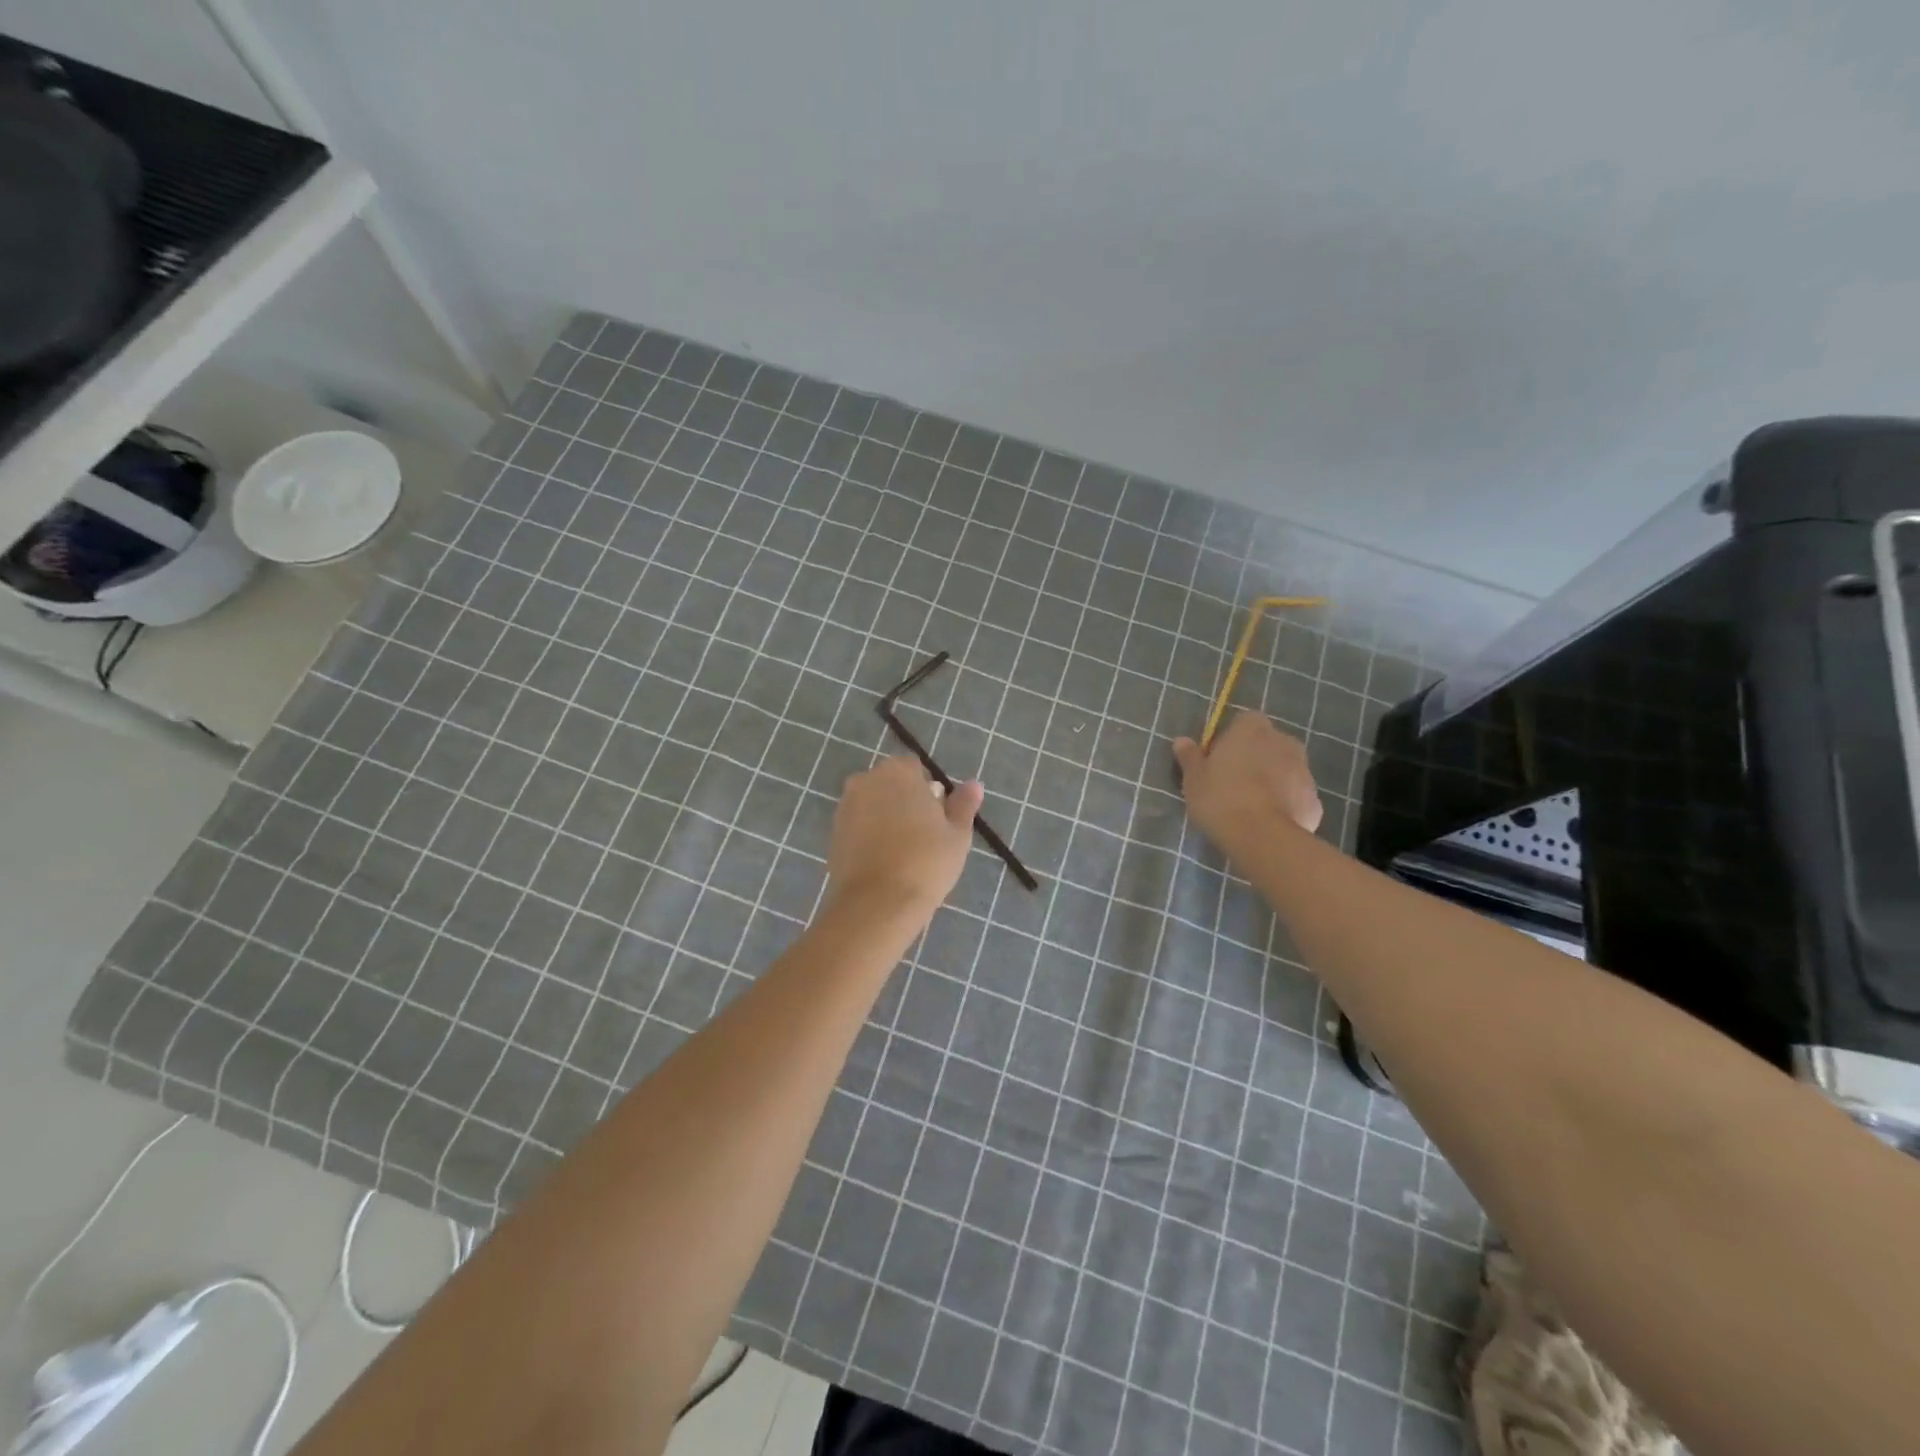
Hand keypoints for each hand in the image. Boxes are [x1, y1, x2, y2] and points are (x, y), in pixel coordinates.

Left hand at [826, 756, 982, 920]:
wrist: (877, 903)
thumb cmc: (926, 862)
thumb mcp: (957, 834)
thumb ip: (963, 805)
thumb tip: (973, 784)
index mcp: (898, 771)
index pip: (915, 769)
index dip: (928, 792)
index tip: (937, 818)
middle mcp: (866, 780)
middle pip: (891, 784)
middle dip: (905, 802)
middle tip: (923, 835)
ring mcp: (846, 806)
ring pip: (873, 804)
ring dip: (886, 818)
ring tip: (904, 851)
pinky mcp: (833, 833)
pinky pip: (858, 826)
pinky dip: (870, 835)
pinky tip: (884, 861)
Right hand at [1172, 711, 1322, 851]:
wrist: (1262, 837)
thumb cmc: (1220, 798)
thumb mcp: (1193, 778)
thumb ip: (1190, 756)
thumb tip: (1181, 741)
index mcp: (1252, 729)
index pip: (1244, 722)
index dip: (1231, 739)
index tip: (1218, 760)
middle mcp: (1284, 741)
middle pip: (1267, 744)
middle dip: (1254, 758)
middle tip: (1232, 783)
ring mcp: (1304, 771)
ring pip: (1284, 770)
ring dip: (1271, 781)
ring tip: (1249, 806)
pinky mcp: (1315, 800)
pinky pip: (1295, 796)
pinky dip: (1285, 805)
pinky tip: (1267, 823)